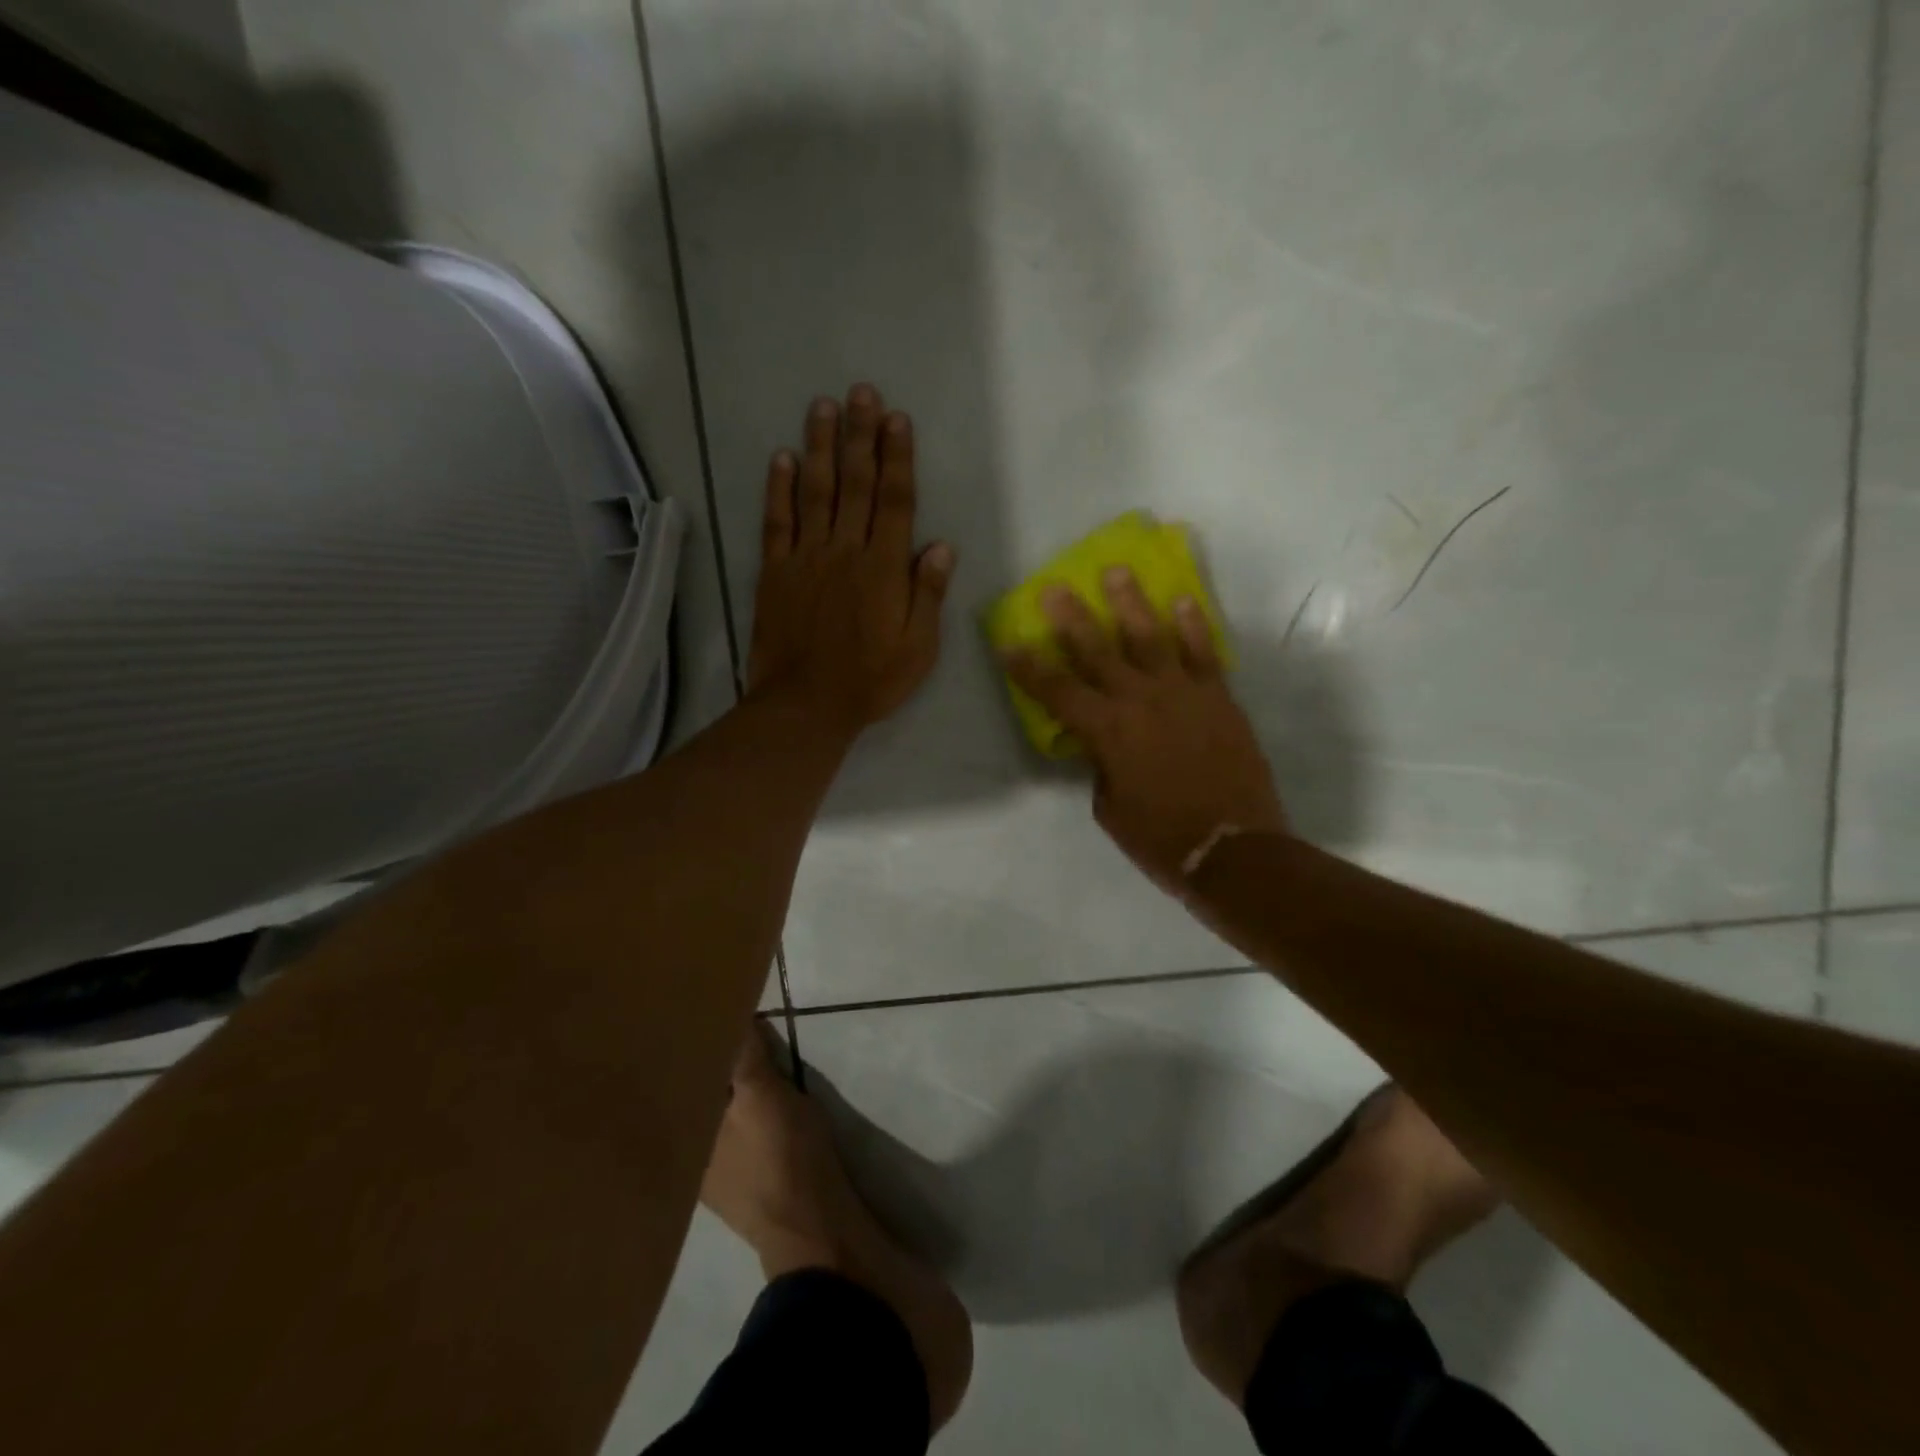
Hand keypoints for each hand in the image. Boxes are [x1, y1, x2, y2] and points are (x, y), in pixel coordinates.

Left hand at [746, 385, 955, 735]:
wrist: (806, 705)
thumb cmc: (871, 680)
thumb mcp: (918, 648)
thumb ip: (928, 594)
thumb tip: (941, 546)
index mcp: (884, 568)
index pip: (895, 501)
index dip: (897, 458)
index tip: (897, 419)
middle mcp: (846, 550)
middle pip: (856, 484)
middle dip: (860, 435)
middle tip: (862, 392)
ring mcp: (806, 558)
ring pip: (815, 492)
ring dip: (820, 447)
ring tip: (824, 406)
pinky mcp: (775, 572)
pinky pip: (776, 522)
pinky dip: (778, 488)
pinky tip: (781, 457)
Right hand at [1004, 568, 1284, 894]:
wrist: (1233, 850)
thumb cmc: (1160, 838)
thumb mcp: (1110, 807)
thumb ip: (1101, 765)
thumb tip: (1104, 744)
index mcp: (1107, 731)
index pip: (1056, 691)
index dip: (1028, 668)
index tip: (1008, 644)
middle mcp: (1140, 701)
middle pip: (1098, 650)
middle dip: (1071, 618)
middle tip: (1055, 588)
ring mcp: (1183, 694)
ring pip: (1151, 638)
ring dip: (1131, 603)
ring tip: (1118, 573)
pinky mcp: (1219, 698)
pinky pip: (1203, 653)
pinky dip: (1193, 626)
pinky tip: (1182, 601)